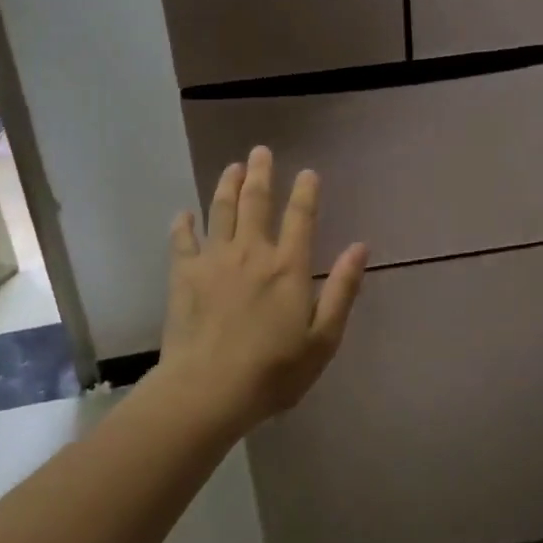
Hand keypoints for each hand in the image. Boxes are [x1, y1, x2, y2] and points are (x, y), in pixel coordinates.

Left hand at [157, 146, 368, 434]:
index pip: (300, 217)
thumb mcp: (323, 339)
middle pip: (256, 201)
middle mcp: (251, 252)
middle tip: (260, 151)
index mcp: (288, 267)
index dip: (306, 192)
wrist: (208, 391)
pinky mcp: (184, 275)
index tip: (308, 172)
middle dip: (260, 173)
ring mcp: (214, 260)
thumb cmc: (273, 371)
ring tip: (231, 168)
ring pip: (221, 211)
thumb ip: (342, 290)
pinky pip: (182, 240)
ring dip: (227, 185)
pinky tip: (184, 214)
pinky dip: (184, 224)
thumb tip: (360, 247)